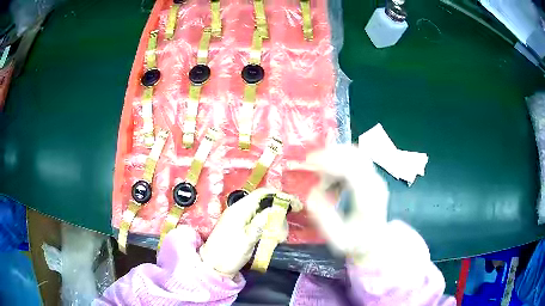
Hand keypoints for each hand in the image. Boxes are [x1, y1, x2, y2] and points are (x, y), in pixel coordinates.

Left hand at [199, 188, 287, 276]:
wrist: (212, 265)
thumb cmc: (229, 253)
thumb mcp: (248, 239)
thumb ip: (262, 222)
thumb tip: (276, 208)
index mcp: (239, 209)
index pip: (262, 194)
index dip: (279, 195)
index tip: (294, 203)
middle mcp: (238, 209)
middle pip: (262, 200)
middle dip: (278, 204)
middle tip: (294, 212)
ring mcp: (237, 217)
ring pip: (260, 209)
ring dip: (273, 214)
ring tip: (284, 224)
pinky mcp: (238, 225)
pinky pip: (255, 218)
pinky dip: (267, 221)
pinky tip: (273, 229)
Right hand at [305, 145, 389, 263]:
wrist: (377, 240)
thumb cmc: (357, 242)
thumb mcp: (337, 239)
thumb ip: (324, 218)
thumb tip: (313, 193)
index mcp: (368, 199)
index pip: (352, 169)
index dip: (330, 161)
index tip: (309, 162)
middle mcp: (375, 183)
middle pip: (355, 155)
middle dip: (330, 154)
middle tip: (311, 163)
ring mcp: (375, 177)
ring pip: (355, 153)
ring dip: (335, 157)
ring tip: (321, 173)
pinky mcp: (371, 175)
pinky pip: (355, 158)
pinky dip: (340, 160)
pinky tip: (331, 174)